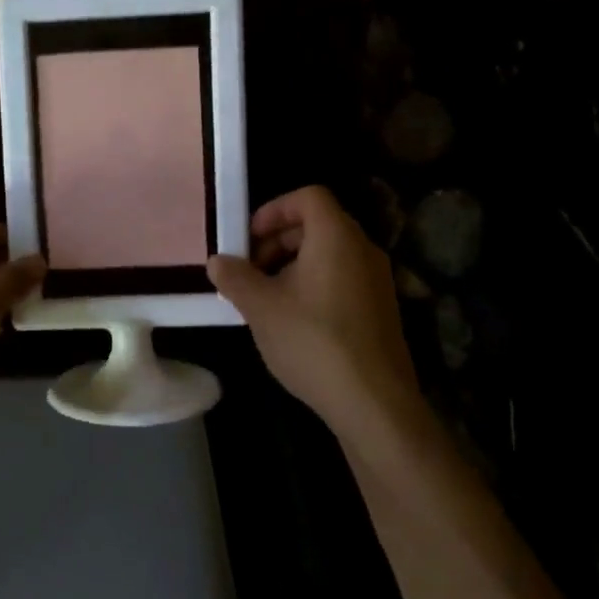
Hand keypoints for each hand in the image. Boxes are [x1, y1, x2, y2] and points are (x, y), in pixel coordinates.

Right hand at [207, 186, 422, 435]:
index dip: (274, 210)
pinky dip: (313, 285)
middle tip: (249, 269)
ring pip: (329, 254)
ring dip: (292, 265)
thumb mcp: (261, 307)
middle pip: (317, 224)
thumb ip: (235, 278)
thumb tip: (217, 261)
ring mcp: (377, 281)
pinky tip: (292, 320)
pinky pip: (342, 279)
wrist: (374, 402)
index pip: (308, 197)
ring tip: (265, 298)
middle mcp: (363, 250)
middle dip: (277, 240)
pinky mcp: (381, 310)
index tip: (247, 238)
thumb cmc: (312, 341)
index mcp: (336, 237)